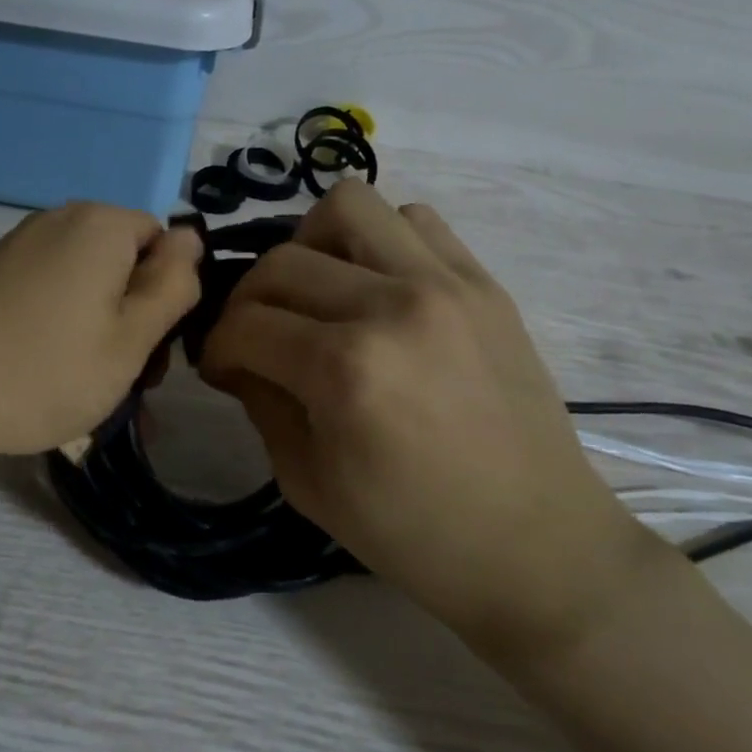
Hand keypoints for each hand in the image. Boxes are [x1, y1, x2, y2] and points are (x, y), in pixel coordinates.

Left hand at [0, 203, 202, 469]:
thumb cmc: (43, 369)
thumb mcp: (131, 338)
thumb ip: (173, 284)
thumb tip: (192, 237)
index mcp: (100, 225)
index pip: (165, 243)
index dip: (170, 298)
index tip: (155, 353)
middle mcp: (58, 222)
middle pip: (124, 266)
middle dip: (136, 322)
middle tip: (128, 384)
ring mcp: (17, 248)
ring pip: (87, 290)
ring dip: (101, 337)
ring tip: (91, 396)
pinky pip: (49, 300)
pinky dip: (62, 336)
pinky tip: (50, 382)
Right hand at [199, 181, 654, 662]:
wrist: (536, 545)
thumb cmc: (413, 534)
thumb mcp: (307, 482)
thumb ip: (260, 402)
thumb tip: (237, 355)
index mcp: (345, 370)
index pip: (244, 324)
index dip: (215, 347)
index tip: (219, 368)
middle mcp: (392, 306)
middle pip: (281, 262)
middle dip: (248, 301)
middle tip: (257, 338)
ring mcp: (446, 283)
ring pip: (349, 205)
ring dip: (311, 245)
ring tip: (316, 293)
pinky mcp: (483, 282)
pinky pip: (414, 219)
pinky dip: (376, 241)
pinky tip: (374, 288)